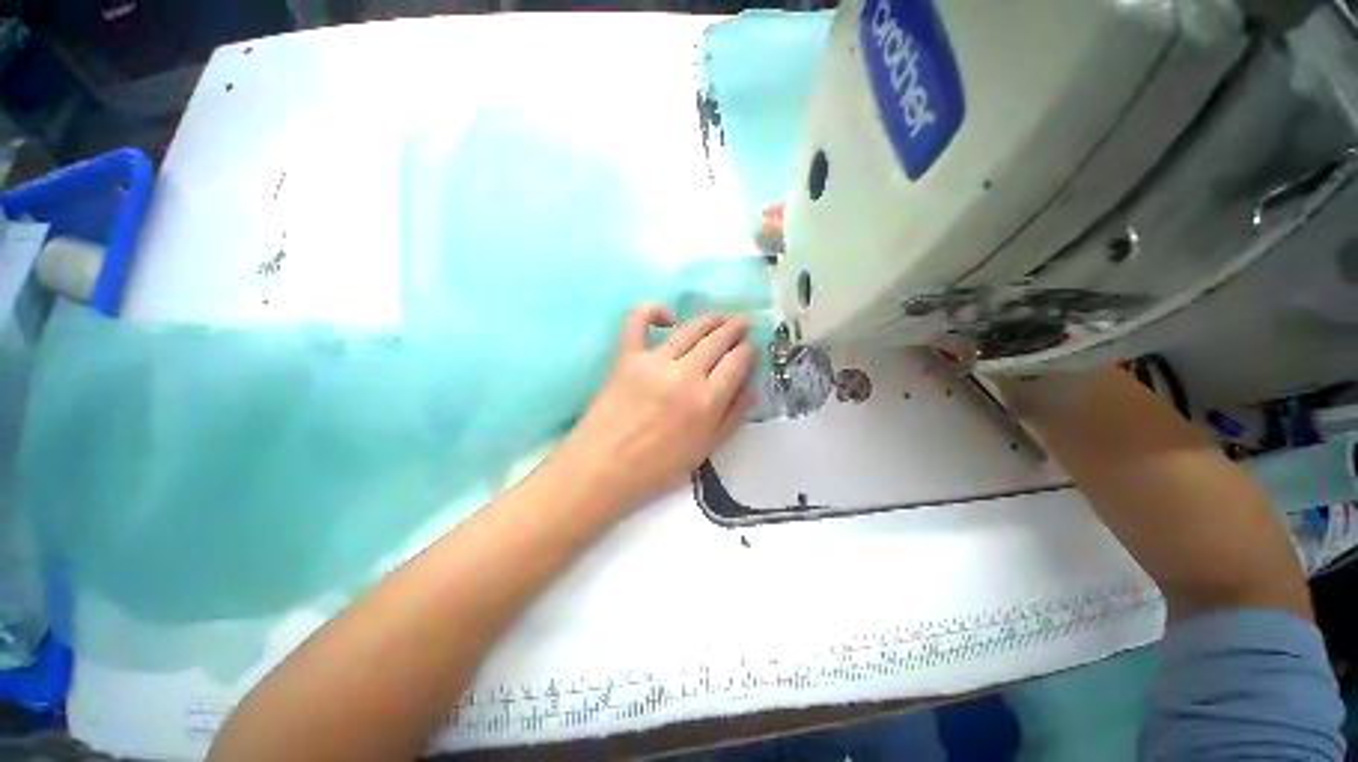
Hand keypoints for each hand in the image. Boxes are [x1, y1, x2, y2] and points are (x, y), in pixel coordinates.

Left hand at [558, 305, 754, 508]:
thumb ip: (733, 416)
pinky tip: (666, 316)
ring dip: (708, 320)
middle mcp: (685, 374)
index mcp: (707, 400)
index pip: (736, 362)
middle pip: (717, 341)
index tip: (749, 348)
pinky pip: (637, 321)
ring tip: (719, 317)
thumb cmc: (657, 466)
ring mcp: (654, 362)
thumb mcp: (705, 449)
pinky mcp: (626, 356)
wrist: (603, 468)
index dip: (747, 351)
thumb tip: (751, 386)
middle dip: (734, 329)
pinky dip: (651, 311)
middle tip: (741, 323)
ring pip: (688, 330)